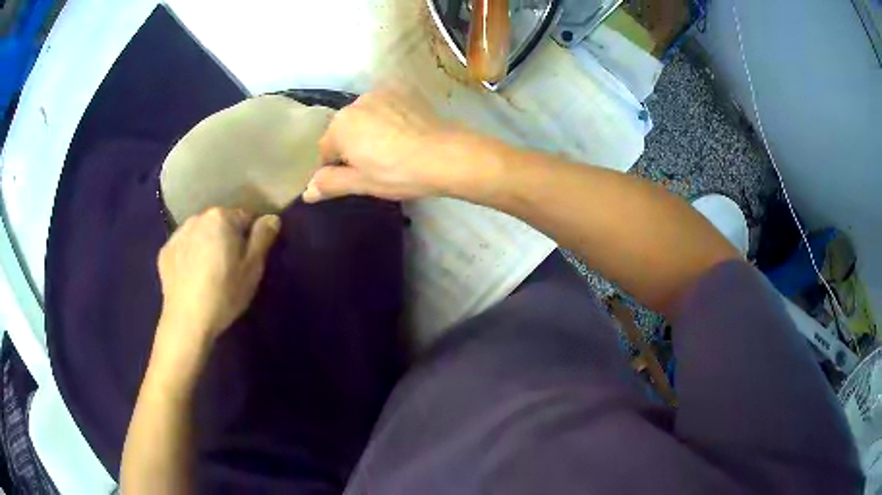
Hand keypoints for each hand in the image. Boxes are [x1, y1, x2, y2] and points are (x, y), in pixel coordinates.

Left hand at [157, 208, 280, 342]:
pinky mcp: (164, 252)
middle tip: (232, 265)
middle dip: (228, 237)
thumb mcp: (253, 268)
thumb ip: (263, 238)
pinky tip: (193, 277)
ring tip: (210, 272)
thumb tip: (271, 218)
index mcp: (221, 217)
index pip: (246, 216)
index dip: (253, 235)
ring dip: (207, 244)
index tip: (253, 256)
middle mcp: (197, 218)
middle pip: (220, 222)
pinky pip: (184, 247)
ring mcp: (177, 234)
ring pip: (200, 233)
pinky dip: (190, 256)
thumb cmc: (224, 293)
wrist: (187, 320)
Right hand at [304, 88, 463, 201]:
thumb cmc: (398, 172)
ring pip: (365, 118)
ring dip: (369, 131)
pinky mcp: (403, 93)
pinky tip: (404, 135)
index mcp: (340, 125)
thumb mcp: (361, 183)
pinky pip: (385, 109)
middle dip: (352, 147)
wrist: (445, 155)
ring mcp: (381, 94)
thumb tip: (306, 192)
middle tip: (375, 166)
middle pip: (344, 130)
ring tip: (392, 150)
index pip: (325, 150)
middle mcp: (356, 103)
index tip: (355, 178)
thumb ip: (330, 183)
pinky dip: (388, 120)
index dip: (336, 168)